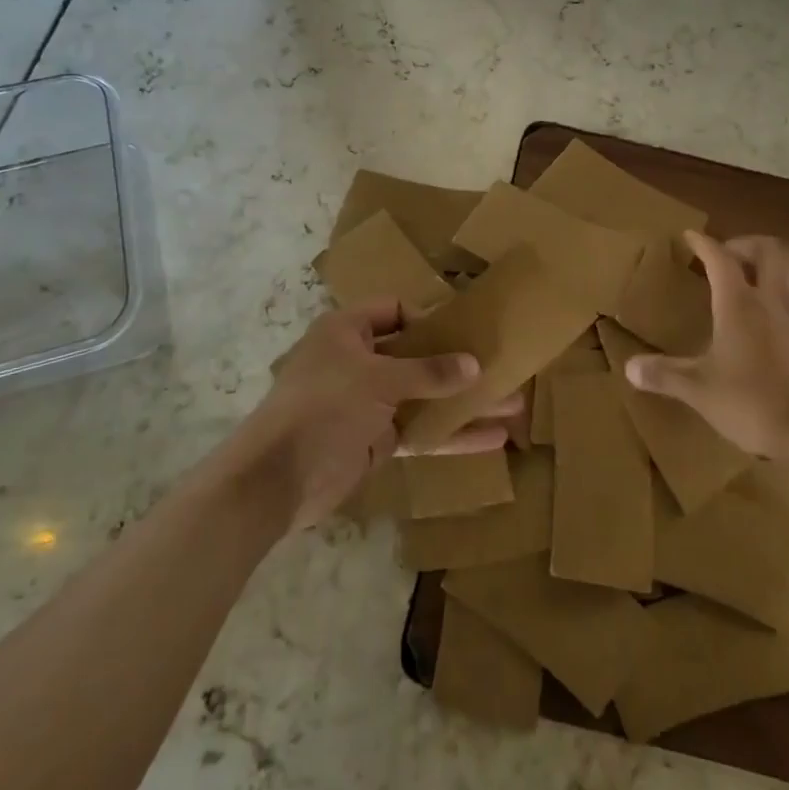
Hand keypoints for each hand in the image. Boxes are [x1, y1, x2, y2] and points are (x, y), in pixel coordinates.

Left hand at [244, 299, 516, 530]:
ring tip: (512, 403)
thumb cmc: (324, 406)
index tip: (465, 330)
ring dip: (462, 401)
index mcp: (347, 331)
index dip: (428, 317)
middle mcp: (358, 361)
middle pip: (415, 354)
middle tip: (501, 364)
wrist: (276, 478)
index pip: (393, 311)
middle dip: (457, 362)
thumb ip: (428, 371)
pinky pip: (419, 431)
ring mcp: (367, 403)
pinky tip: (491, 439)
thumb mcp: (378, 380)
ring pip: (423, 395)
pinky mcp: (375, 440)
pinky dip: (450, 435)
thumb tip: (474, 365)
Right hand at [624, 232, 788, 460]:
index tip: (691, 237)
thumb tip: (629, 368)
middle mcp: (776, 303)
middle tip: (733, 256)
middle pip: (772, 251)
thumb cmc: (751, 404)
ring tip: (773, 279)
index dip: (704, 243)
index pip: (720, 259)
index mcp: (739, 306)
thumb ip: (664, 375)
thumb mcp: (698, 390)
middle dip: (750, 245)